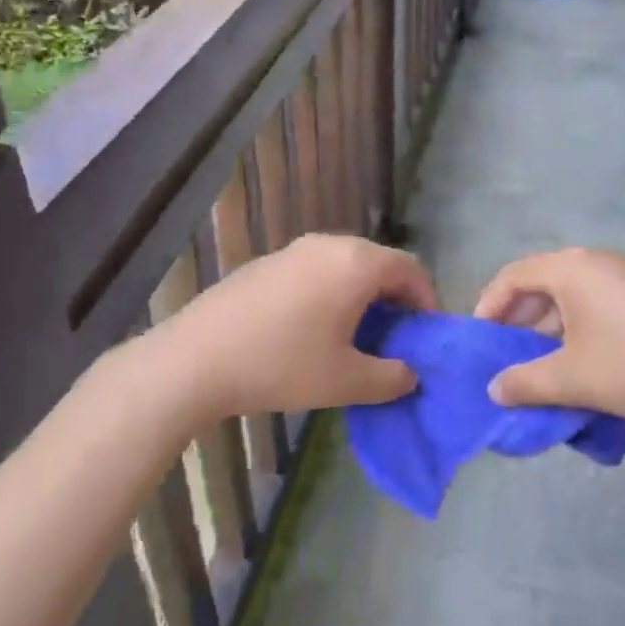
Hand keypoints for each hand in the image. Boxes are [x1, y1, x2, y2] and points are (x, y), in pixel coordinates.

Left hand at [141, 234, 435, 421]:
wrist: (197, 358)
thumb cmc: (282, 365)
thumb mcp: (347, 381)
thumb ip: (391, 377)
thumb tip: (410, 373)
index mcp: (357, 263)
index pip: (411, 269)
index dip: (427, 301)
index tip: (425, 336)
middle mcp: (330, 244)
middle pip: (379, 263)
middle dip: (395, 299)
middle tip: (395, 339)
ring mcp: (295, 249)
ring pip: (346, 266)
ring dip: (362, 296)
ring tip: (357, 337)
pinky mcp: (269, 262)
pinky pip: (317, 270)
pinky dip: (332, 292)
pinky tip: (314, 329)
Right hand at [475, 247, 624, 420]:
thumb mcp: (570, 378)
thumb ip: (524, 383)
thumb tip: (494, 389)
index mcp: (570, 267)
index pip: (513, 276)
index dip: (489, 306)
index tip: (481, 341)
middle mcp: (595, 258)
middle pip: (541, 281)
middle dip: (519, 318)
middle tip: (508, 354)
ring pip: (571, 292)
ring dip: (549, 324)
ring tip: (542, 362)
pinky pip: (596, 298)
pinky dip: (577, 323)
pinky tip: (582, 358)